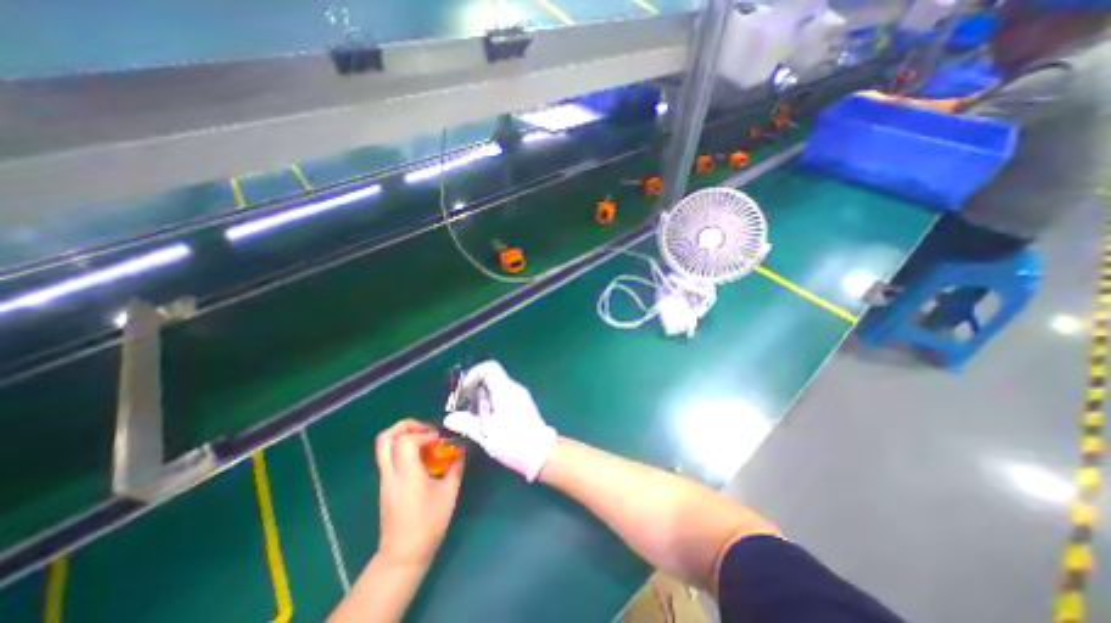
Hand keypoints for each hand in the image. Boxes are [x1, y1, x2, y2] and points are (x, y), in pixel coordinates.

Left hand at [373, 418, 460, 568]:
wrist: (403, 555)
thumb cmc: (428, 524)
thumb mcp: (449, 493)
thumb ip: (455, 467)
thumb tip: (461, 450)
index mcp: (407, 474)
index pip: (405, 441)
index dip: (424, 434)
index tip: (439, 440)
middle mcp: (391, 473)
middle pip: (385, 437)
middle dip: (405, 426)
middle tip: (425, 429)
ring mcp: (385, 479)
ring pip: (384, 446)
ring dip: (404, 435)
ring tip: (425, 440)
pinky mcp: (386, 485)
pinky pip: (389, 456)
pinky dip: (404, 448)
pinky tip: (422, 457)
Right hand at [441, 360, 554, 480]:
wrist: (541, 453)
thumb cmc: (513, 441)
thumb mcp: (486, 434)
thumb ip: (467, 423)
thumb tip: (449, 419)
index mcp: (505, 390)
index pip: (489, 367)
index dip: (473, 373)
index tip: (463, 390)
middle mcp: (514, 388)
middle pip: (491, 377)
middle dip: (474, 388)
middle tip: (462, 405)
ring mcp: (520, 396)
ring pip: (497, 387)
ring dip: (482, 397)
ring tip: (472, 416)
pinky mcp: (523, 405)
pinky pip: (503, 395)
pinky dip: (491, 402)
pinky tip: (486, 420)